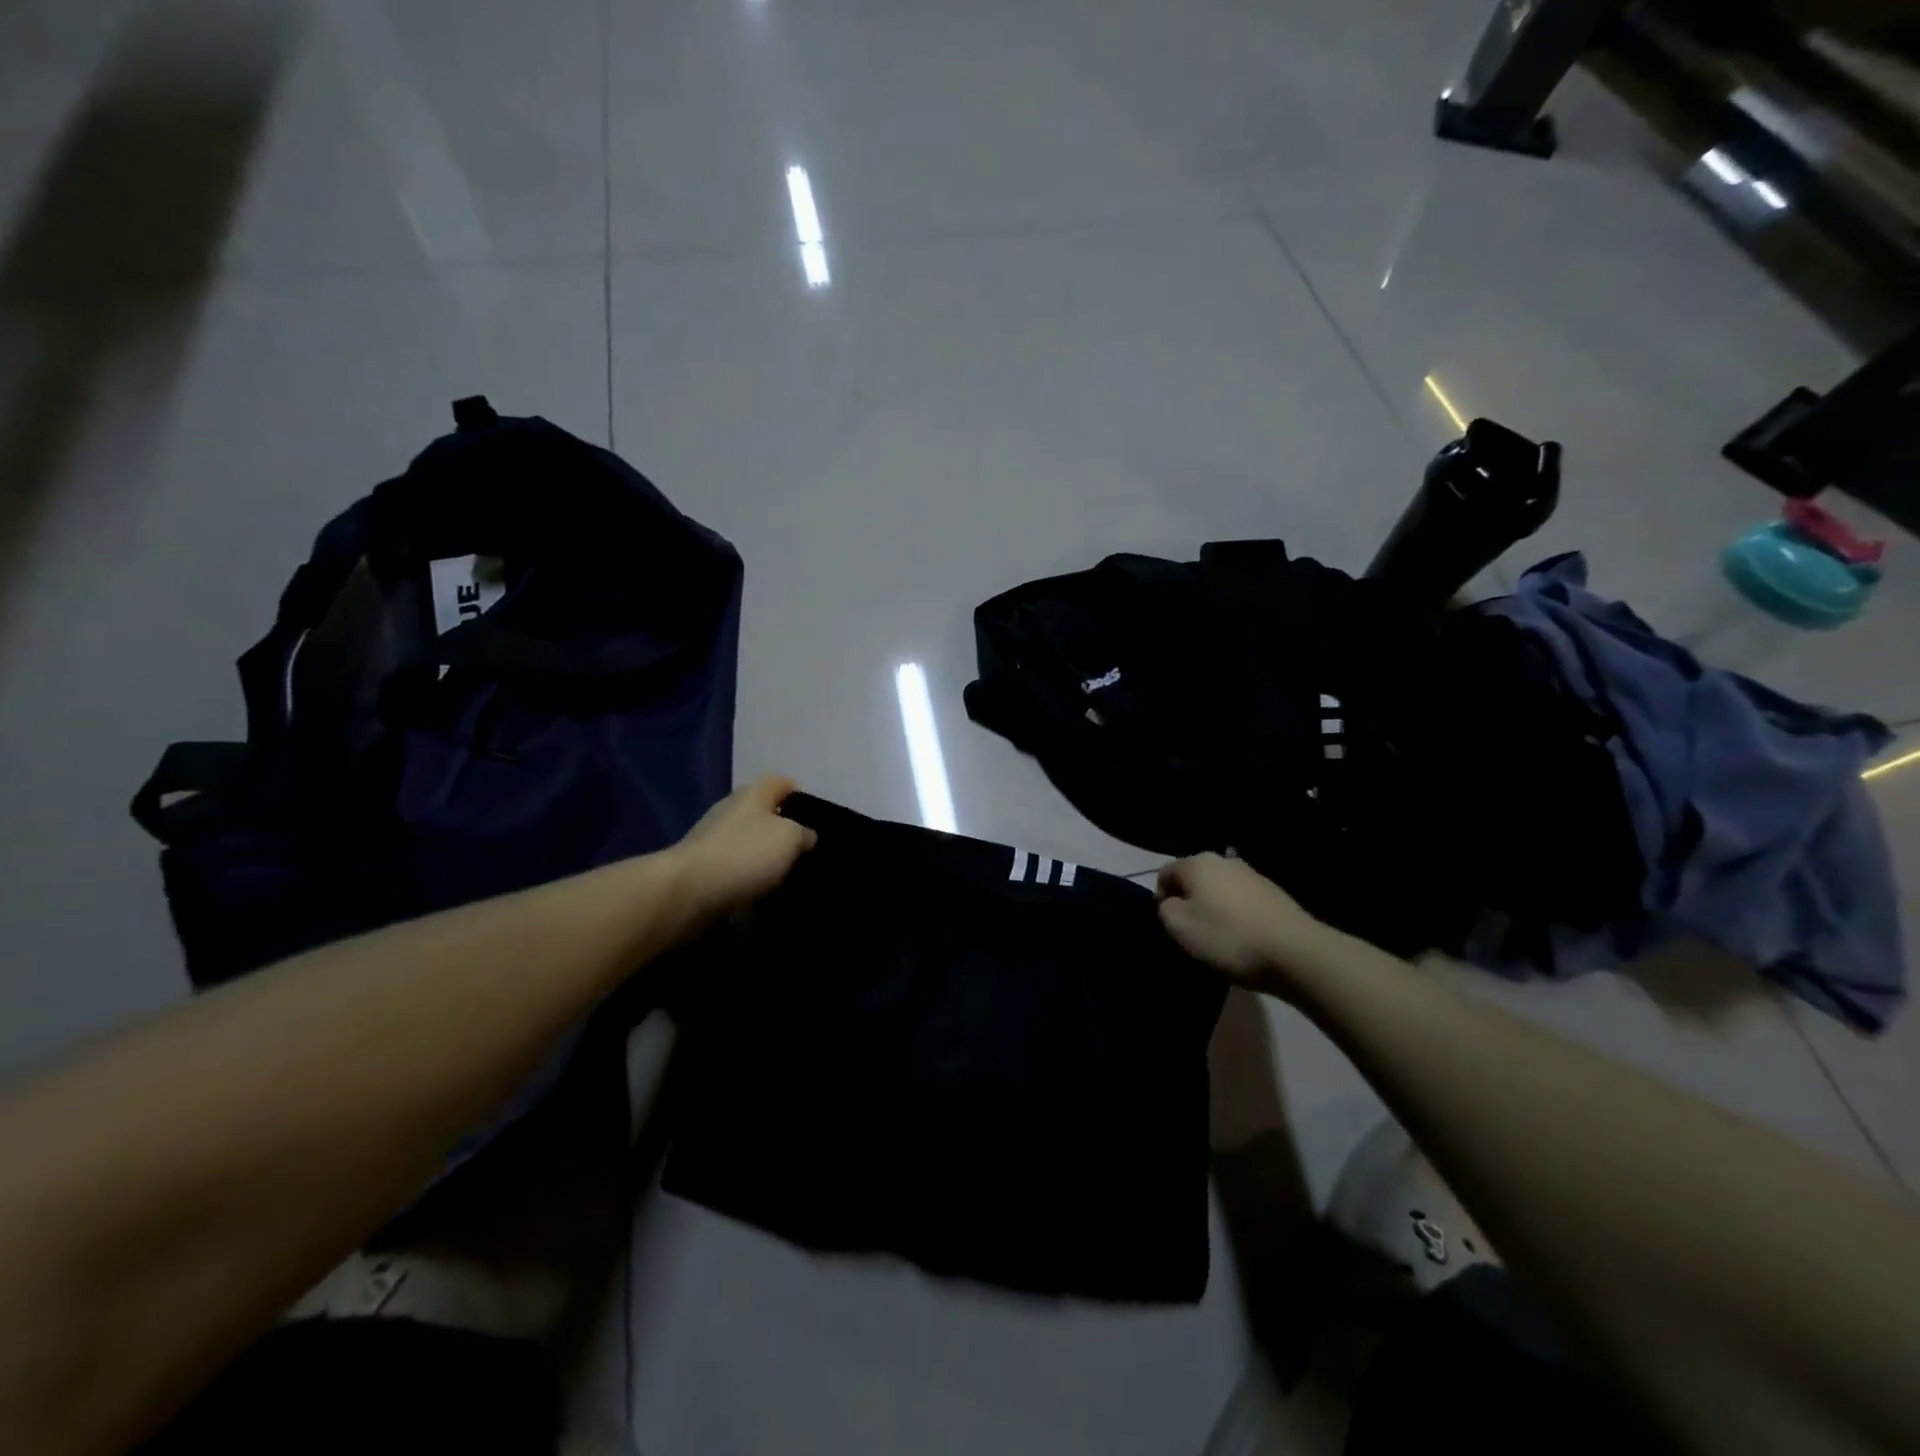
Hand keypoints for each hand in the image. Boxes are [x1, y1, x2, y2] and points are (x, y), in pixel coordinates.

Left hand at [671, 776, 816, 926]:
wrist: (688, 892)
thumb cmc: (745, 853)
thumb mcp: (789, 838)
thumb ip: (803, 834)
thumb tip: (805, 836)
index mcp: (752, 794)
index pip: (780, 782)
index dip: (798, 793)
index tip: (815, 815)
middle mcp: (731, 811)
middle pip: (763, 813)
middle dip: (783, 829)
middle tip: (805, 850)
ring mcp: (713, 840)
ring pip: (748, 842)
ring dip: (765, 856)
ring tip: (788, 875)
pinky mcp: (703, 869)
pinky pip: (735, 868)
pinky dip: (749, 878)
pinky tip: (762, 894)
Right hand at [1156, 853, 1327, 992]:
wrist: (1295, 952)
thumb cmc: (1228, 937)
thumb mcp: (1180, 927)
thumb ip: (1165, 909)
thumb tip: (1171, 903)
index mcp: (1198, 863)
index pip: (1165, 873)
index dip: (1161, 898)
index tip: (1170, 926)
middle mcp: (1225, 860)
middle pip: (1194, 879)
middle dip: (1189, 902)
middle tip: (1192, 933)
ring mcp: (1253, 875)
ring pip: (1219, 890)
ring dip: (1214, 909)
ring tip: (1220, 939)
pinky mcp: (1274, 893)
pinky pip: (1242, 902)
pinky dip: (1237, 917)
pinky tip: (1244, 939)